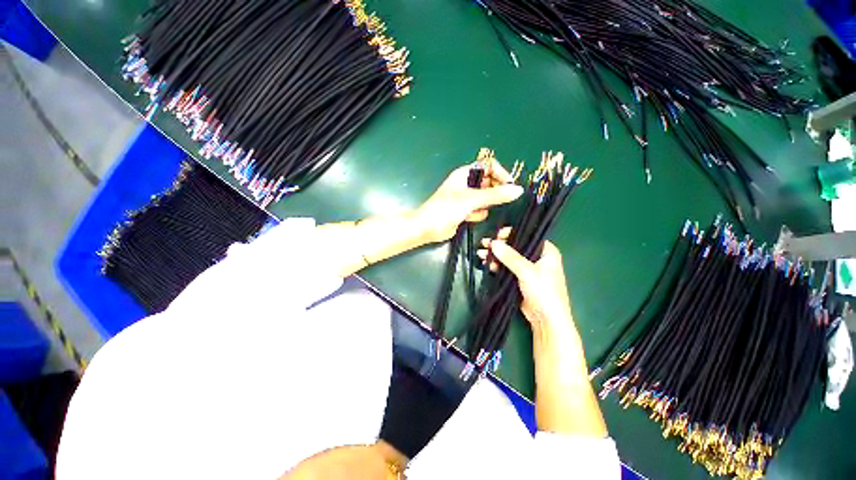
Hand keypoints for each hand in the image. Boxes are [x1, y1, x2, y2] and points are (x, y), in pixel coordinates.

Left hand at [415, 160, 522, 243]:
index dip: (500, 173)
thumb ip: (494, 195)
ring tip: (474, 210)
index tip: (509, 185)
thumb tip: (517, 190)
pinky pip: (480, 210)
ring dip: (484, 206)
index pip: (489, 166)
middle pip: (490, 182)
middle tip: (496, 200)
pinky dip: (477, 214)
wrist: (428, 228)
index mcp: (465, 174)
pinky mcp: (466, 211)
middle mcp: (467, 184)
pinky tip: (468, 218)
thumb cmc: (444, 209)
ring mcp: (467, 198)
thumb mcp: (471, 199)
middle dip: (493, 192)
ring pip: (486, 198)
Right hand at [479, 230, 572, 329]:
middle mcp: (537, 257)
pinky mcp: (520, 278)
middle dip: (499, 245)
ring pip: (509, 257)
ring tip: (481, 254)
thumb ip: (510, 256)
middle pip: (515, 246)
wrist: (546, 320)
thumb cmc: (544, 292)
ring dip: (496, 255)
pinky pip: (506, 267)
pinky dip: (497, 265)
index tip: (496, 235)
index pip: (527, 235)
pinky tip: (487, 263)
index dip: (511, 233)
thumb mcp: (527, 272)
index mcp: (546, 251)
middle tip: (484, 244)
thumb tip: (493, 243)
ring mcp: (528, 269)